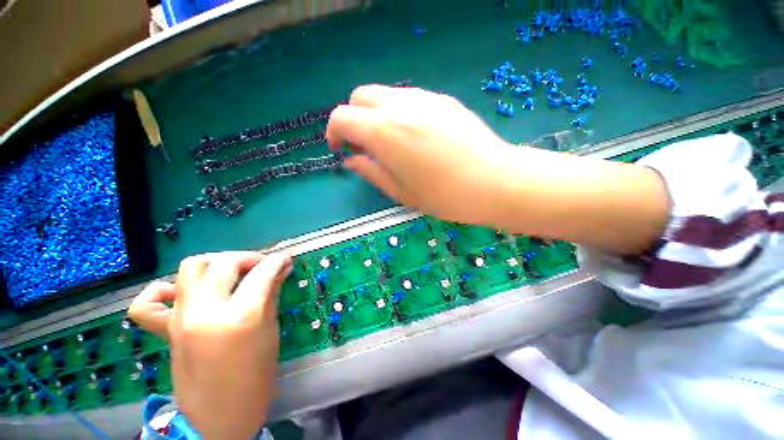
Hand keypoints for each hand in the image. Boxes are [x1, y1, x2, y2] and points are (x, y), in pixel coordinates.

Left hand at [128, 252, 292, 439]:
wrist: (218, 418)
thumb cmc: (255, 378)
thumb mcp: (270, 333)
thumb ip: (271, 295)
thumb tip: (281, 270)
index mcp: (240, 317)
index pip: (261, 273)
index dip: (277, 261)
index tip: (285, 260)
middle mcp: (205, 312)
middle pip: (224, 263)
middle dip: (249, 258)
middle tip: (263, 265)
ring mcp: (180, 320)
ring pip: (191, 268)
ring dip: (215, 262)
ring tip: (231, 272)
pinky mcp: (165, 331)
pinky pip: (147, 303)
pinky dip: (161, 290)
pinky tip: (179, 293)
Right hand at [328, 85, 668, 254]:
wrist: (494, 182)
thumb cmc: (444, 196)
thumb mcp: (401, 192)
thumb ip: (371, 171)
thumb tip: (352, 159)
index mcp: (384, 131)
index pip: (342, 117)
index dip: (334, 132)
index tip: (340, 149)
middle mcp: (400, 106)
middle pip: (361, 97)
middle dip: (354, 118)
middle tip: (364, 144)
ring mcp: (424, 98)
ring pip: (386, 94)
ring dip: (377, 114)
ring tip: (390, 141)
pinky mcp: (443, 100)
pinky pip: (410, 99)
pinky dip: (400, 112)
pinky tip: (415, 135)